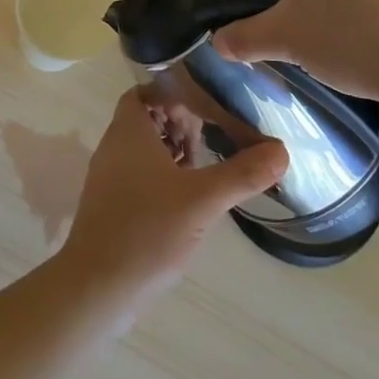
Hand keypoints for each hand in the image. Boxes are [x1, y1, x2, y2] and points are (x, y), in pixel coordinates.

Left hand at [60, 90, 287, 303]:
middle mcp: (114, 146)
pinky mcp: (111, 205)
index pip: (146, 92)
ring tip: (204, 169)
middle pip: (148, 119)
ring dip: (173, 152)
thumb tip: (282, 150)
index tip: (206, 108)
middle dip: (179, 124)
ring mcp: (109, 177)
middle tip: (210, 139)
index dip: (174, 94)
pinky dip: (163, 177)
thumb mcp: (202, 200)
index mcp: (128, 131)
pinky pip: (139, 175)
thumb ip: (242, 173)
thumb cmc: (147, 231)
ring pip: (144, 149)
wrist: (97, 287)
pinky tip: (187, 200)